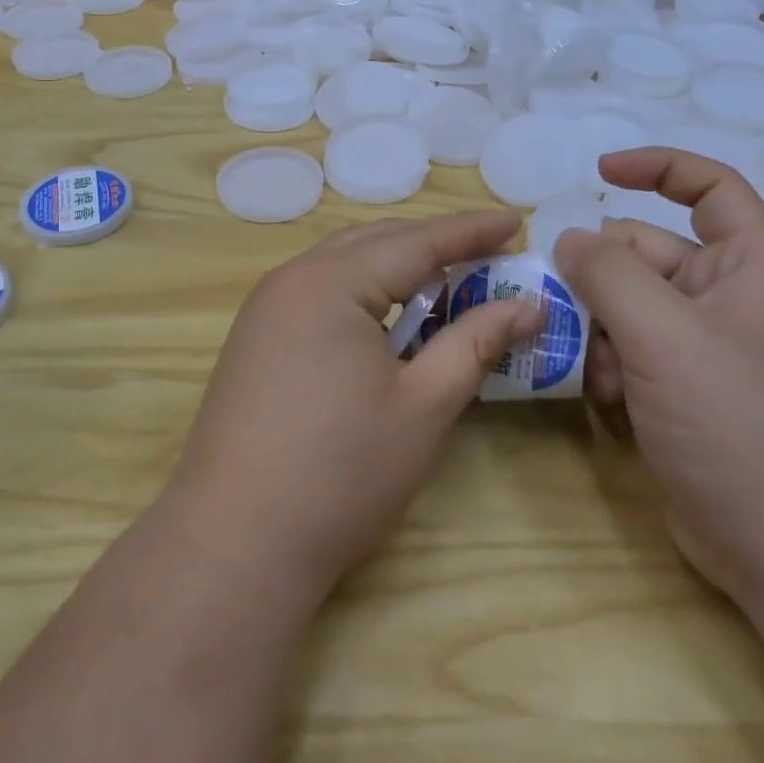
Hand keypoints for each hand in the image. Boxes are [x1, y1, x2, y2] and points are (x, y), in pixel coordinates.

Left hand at [166, 211, 541, 606]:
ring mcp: (265, 309)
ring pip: (344, 266)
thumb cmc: (341, 473)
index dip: (470, 231)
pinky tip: (390, 320)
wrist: (235, 541)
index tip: (516, 221)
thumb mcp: (423, 405)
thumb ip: (475, 343)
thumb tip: (527, 305)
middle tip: (490, 252)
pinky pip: (320, 293)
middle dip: (434, 244)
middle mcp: (291, 279)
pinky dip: (364, 294)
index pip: (415, 241)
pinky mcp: (255, 339)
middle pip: (375, 243)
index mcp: (330, 282)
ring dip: (397, 268)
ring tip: (449, 281)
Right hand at [554, 149, 763, 600]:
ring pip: (626, 306)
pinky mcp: (680, 391)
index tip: (598, 173)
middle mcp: (726, 299)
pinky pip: (626, 351)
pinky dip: (605, 366)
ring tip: (593, 370)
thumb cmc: (740, 426)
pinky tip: (602, 401)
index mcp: (748, 268)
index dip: (658, 167)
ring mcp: (702, 349)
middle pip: (646, 253)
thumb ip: (609, 274)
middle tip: (566, 307)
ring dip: (598, 329)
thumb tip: (570, 239)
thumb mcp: (665, 336)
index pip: (710, 188)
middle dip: (602, 277)